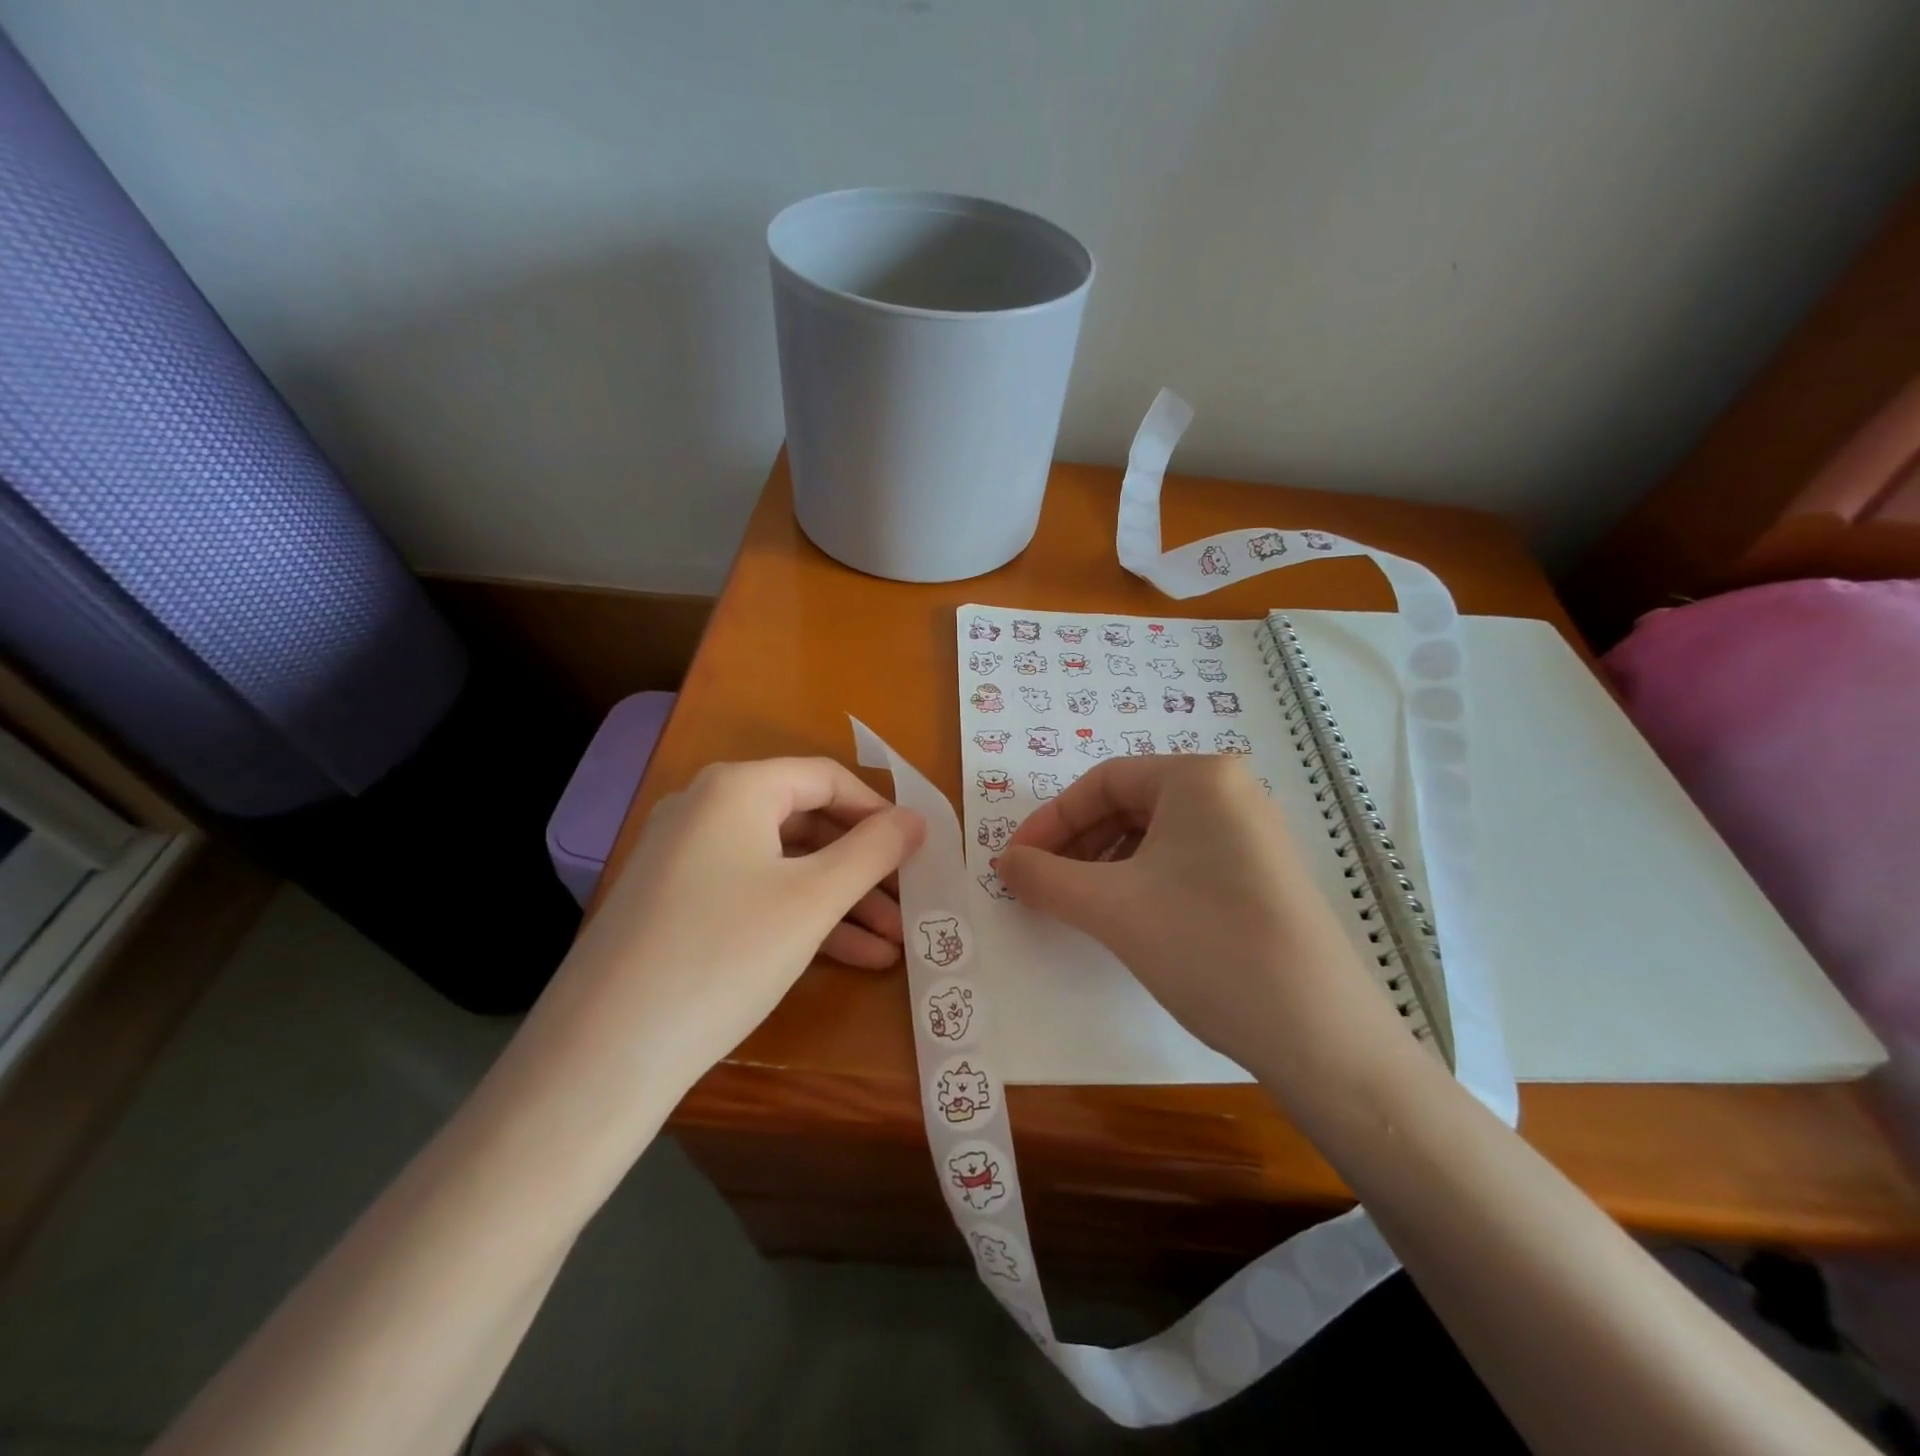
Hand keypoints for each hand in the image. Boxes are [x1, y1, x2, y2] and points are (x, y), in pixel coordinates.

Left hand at [527, 758, 924, 1106]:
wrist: (602, 1055)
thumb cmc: (723, 955)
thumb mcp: (812, 901)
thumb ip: (872, 851)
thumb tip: (916, 819)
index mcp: (736, 789)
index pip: (826, 778)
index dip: (879, 811)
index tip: (918, 850)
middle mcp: (706, 809)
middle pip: (807, 823)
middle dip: (865, 867)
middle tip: (910, 904)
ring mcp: (686, 858)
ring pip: (784, 866)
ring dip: (841, 901)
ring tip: (894, 944)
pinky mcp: (676, 905)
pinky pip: (754, 894)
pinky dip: (801, 918)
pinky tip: (852, 958)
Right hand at [998, 755, 1406, 1099]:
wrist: (1319, 1035)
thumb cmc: (1205, 946)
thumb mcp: (1110, 907)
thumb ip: (1044, 877)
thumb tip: (1004, 862)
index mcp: (1199, 777)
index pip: (1101, 781)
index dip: (1050, 820)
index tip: (1015, 862)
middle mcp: (1232, 791)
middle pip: (1129, 805)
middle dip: (1077, 844)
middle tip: (1043, 886)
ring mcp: (1254, 833)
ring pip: (1156, 836)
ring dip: (1106, 865)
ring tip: (1080, 906)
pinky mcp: (1265, 874)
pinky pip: (1186, 860)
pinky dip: (1144, 881)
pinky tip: (1128, 917)